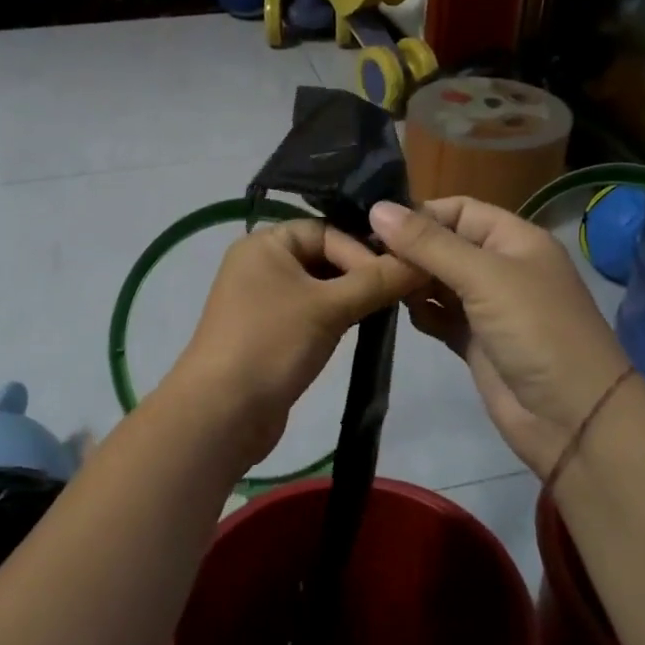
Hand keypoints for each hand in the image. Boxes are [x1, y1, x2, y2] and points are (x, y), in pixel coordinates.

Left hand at [169, 220, 421, 471]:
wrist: (221, 414)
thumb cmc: (272, 344)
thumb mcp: (329, 308)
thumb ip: (377, 281)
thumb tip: (423, 260)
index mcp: (265, 243)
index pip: (327, 230)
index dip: (363, 250)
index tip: (397, 276)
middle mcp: (260, 264)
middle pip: (324, 256)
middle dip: (361, 273)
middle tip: (399, 293)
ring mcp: (263, 300)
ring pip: (320, 287)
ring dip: (351, 297)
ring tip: (385, 311)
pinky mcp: (269, 333)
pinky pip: (310, 312)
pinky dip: (335, 317)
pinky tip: (360, 329)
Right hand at [369, 198, 632, 477]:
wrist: (573, 418)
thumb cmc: (535, 331)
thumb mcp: (484, 277)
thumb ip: (429, 244)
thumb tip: (377, 209)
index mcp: (514, 240)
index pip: (459, 210)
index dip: (420, 214)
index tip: (375, 225)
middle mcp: (501, 267)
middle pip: (445, 245)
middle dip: (409, 249)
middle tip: (365, 258)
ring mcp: (488, 307)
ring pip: (438, 282)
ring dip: (411, 282)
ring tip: (377, 284)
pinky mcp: (475, 342)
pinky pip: (439, 316)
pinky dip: (422, 313)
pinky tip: (403, 314)